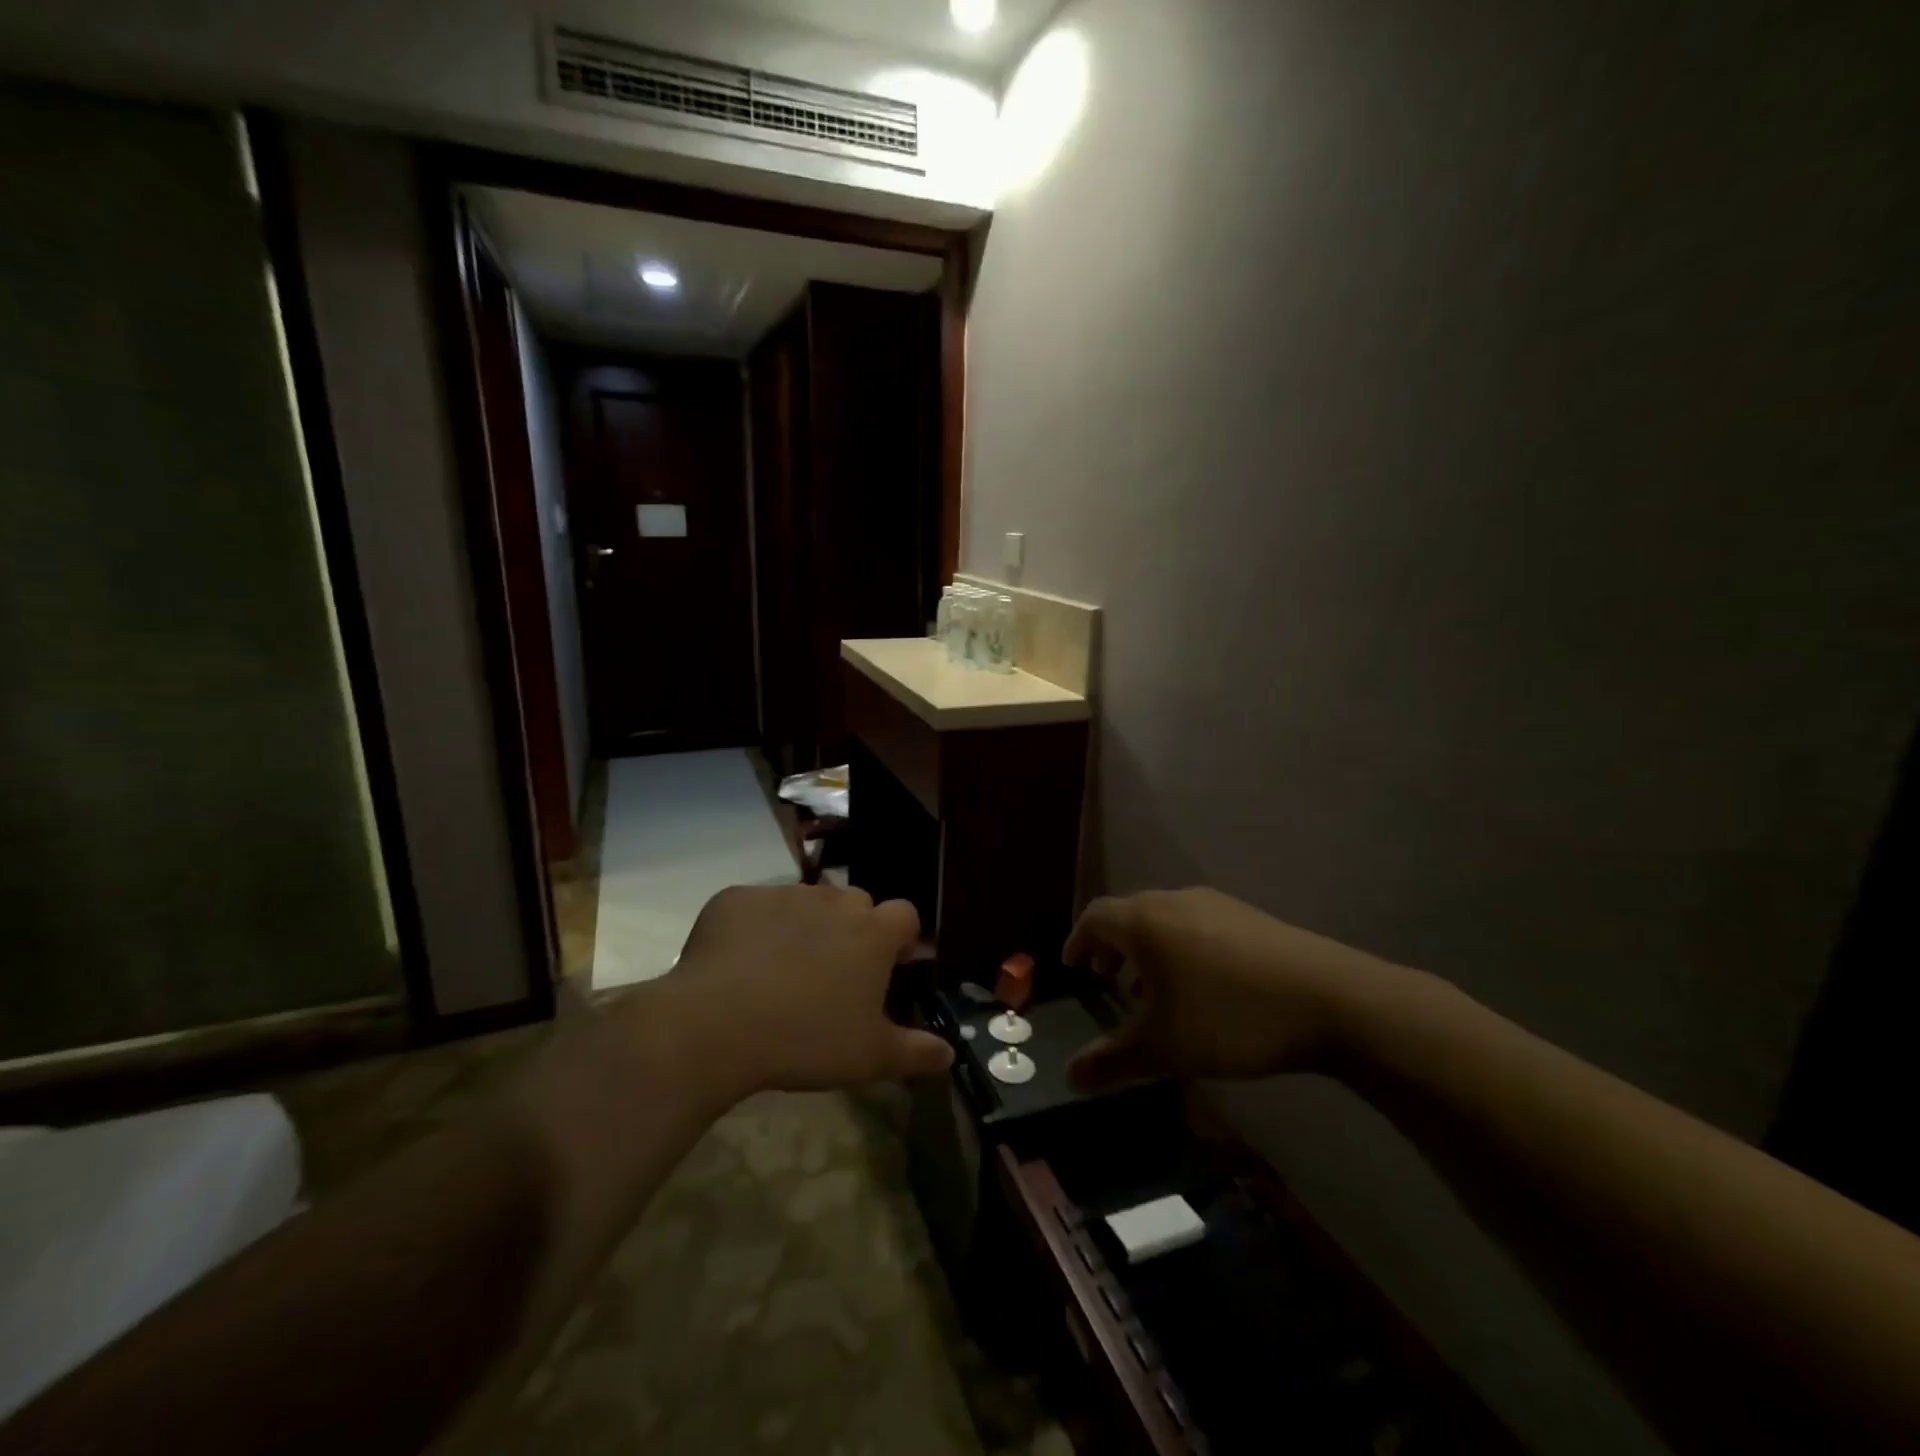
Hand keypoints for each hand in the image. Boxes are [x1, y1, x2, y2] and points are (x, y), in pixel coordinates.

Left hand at [665, 883, 952, 1093]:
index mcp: (872, 932)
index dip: (901, 938)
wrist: (715, 1024)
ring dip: (806, 926)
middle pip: (856, 903)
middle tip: (835, 973)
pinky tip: (739, 964)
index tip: (889, 966)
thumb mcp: (870, 1057)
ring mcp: (782, 894)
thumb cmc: (806, 1039)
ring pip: (806, 902)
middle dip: (853, 929)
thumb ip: (917, 1053)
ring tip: (783, 970)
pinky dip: (756, 927)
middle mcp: (832, 901)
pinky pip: (757, 907)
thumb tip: (949, 1054)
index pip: (905, 915)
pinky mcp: (736, 898)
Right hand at [1063, 888, 1405, 1091]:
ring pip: (1164, 919)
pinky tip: (1201, 987)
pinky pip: (1195, 924)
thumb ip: (1111, 1061)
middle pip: (1128, 914)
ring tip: (1153, 990)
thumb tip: (1068, 1077)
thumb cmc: (1228, 1017)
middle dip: (1111, 947)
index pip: (1094, 917)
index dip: (1077, 941)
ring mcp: (1215, 904)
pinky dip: (1179, 948)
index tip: (1073, 967)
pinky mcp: (1248, 916)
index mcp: (1144, 921)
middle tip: (1107, 981)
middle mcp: (1174, 901)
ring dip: (1147, 949)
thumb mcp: (1164, 1048)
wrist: (1329, 999)